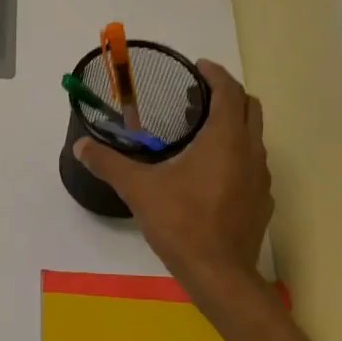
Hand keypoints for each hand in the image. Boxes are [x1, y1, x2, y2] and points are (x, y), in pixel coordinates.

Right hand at [74, 60, 274, 309]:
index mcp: (225, 139)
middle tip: (198, 98)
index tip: (198, 67)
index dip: (215, 74)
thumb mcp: (138, 189)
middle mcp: (250, 151)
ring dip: (232, 127)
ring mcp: (261, 178)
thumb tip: (80, 146)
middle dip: (228, 96)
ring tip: (201, 134)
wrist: (219, 273)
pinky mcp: (261, 202)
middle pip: (249, 109)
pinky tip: (210, 176)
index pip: (230, 91)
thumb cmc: (181, 223)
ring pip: (253, 138)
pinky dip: (235, 157)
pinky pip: (252, 166)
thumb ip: (108, 163)